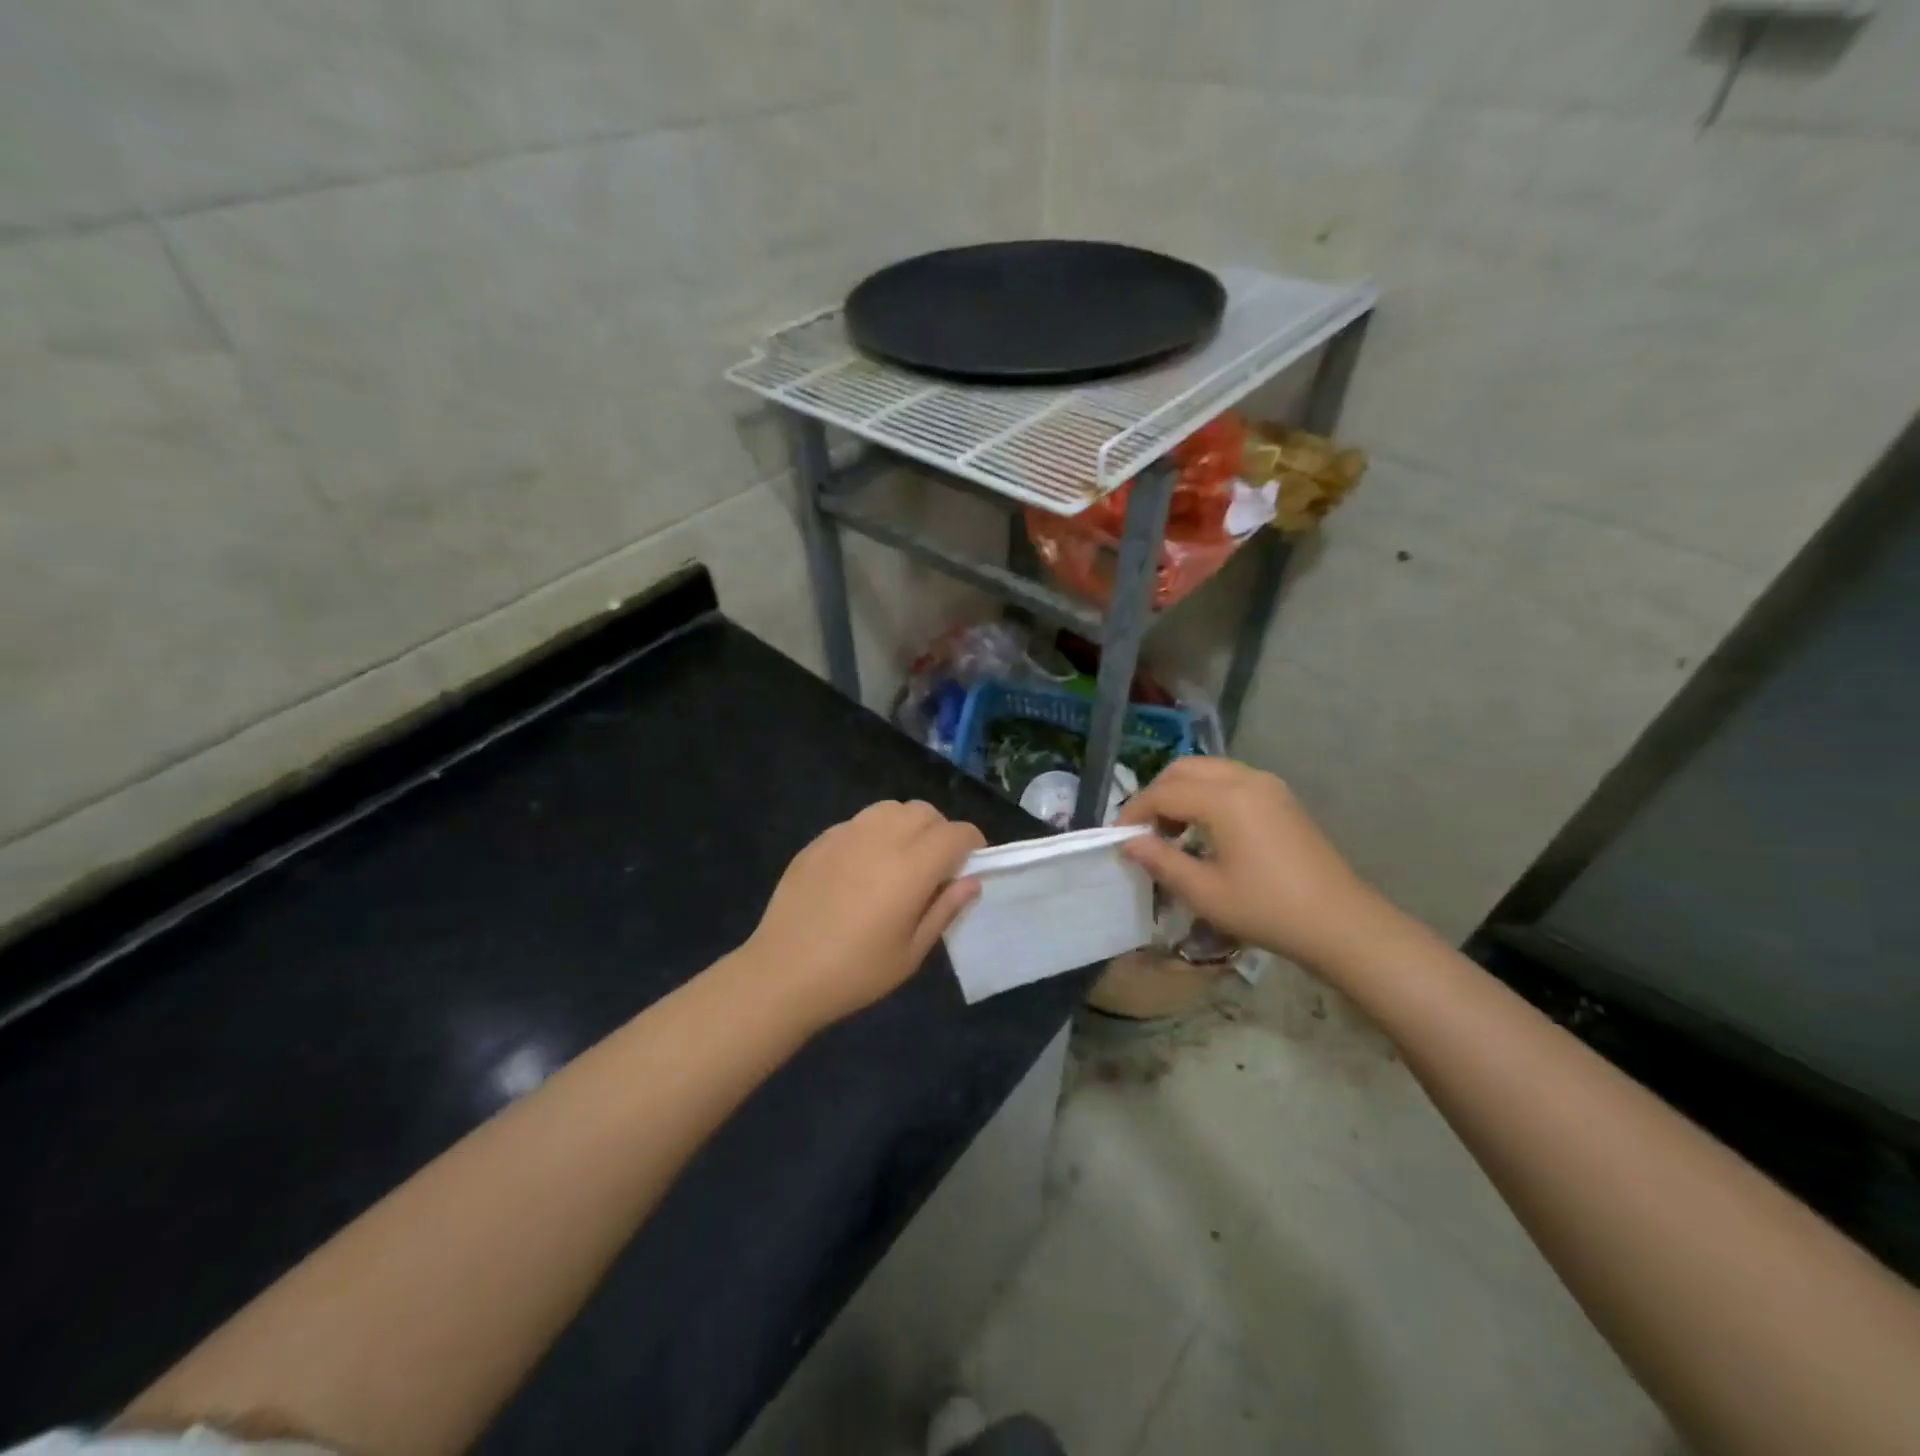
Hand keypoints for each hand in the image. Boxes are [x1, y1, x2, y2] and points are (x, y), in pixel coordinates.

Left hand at [742, 800, 985, 1030]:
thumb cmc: (855, 973)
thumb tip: (971, 881)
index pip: (956, 833)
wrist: (782, 974)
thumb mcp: (911, 953)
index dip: (972, 843)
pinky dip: (873, 833)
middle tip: (936, 865)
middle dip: (940, 831)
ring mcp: (845, 835)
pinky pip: (858, 822)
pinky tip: (862, 867)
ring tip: (900, 858)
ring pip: (890, 808)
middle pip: (924, 812)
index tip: (972, 862)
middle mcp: (881, 839)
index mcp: (911, 868)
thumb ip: (944, 910)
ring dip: (906, 825)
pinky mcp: (819, 841)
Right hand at [1117, 757, 1385, 971]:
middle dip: (1156, 794)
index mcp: (1225, 799)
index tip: (1119, 837)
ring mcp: (1268, 785)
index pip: (1163, 792)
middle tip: (1144, 831)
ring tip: (1172, 832)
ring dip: (1181, 792)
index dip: (1135, 812)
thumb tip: (1129, 842)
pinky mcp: (1281, 798)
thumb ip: (1161, 861)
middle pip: (1184, 769)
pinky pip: (1231, 780)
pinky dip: (1207, 795)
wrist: (1341, 923)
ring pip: (1208, 771)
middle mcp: (1246, 780)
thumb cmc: (1267, 909)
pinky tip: (1205, 831)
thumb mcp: (1204, 892)